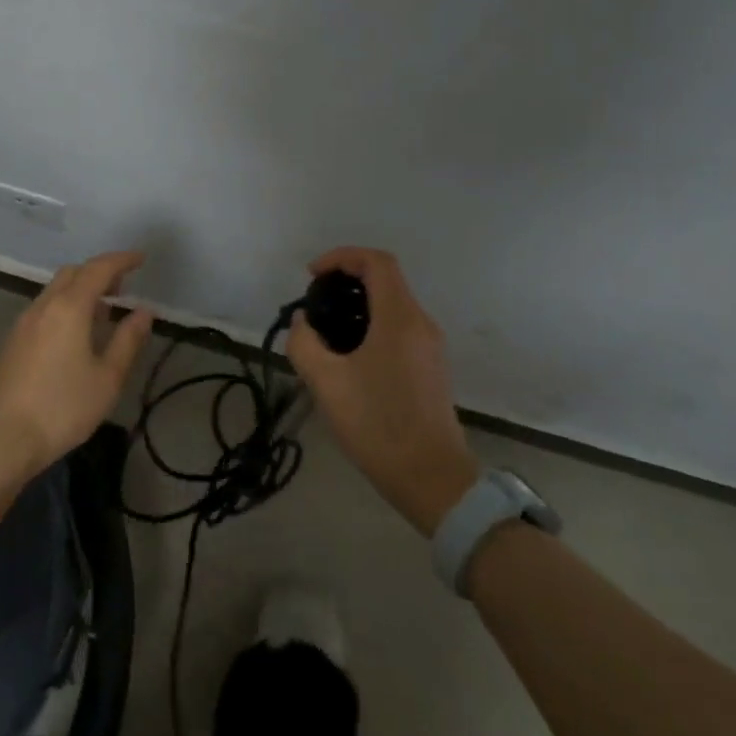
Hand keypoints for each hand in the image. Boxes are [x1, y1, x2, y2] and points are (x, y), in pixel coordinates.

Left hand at [0, 250, 155, 480]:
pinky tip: (74, 334)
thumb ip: (128, 340)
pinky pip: (44, 308)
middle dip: (99, 272)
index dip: (121, 260)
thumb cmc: (62, 408)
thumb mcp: (107, 378)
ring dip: (80, 290)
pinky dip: (65, 306)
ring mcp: (23, 323)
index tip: (140, 259)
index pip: (98, 269)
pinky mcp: (12, 342)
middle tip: (122, 287)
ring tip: (102, 311)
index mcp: (69, 307)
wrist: (0, 439)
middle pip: (72, 273)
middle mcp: (43, 306)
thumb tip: (144, 312)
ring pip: (55, 290)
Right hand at [287, 247, 480, 535]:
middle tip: (315, 303)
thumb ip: (304, 342)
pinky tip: (349, 358)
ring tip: (326, 332)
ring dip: (359, 305)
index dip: (342, 257)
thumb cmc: (377, 424)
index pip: (376, 262)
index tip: (312, 276)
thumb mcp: (326, 382)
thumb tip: (304, 323)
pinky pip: (399, 330)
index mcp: (399, 318)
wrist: (431, 478)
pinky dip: (372, 326)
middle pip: (386, 280)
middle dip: (347, 280)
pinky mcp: (430, 369)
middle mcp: (421, 324)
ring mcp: (430, 347)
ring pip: (393, 306)